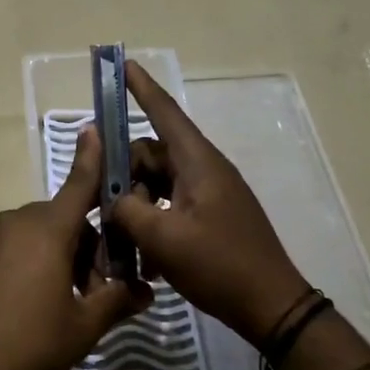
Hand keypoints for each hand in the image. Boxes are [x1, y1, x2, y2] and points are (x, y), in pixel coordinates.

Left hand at [0, 128, 152, 369]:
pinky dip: (33, 265)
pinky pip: (13, 249)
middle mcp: (16, 223)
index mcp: (47, 229)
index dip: (92, 158)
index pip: (79, 184)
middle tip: (99, 292)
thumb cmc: (28, 344)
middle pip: (64, 221)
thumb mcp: (83, 326)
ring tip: (69, 307)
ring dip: (61, 259)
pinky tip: (34, 308)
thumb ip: (117, 302)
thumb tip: (146, 292)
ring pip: (39, 237)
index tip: (95, 128)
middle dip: (89, 248)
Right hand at [111, 60, 309, 343]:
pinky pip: (170, 206)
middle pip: (151, 155)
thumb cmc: (218, 265)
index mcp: (198, 163)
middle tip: (98, 204)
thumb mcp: (162, 238)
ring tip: (119, 239)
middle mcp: (204, 170)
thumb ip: (127, 210)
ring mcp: (209, 194)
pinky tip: (142, 257)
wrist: (271, 306)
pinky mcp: (211, 216)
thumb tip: (113, 200)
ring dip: (135, 206)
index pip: (165, 113)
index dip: (141, 88)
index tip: (122, 63)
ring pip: (157, 184)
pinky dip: (152, 222)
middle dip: (122, 175)